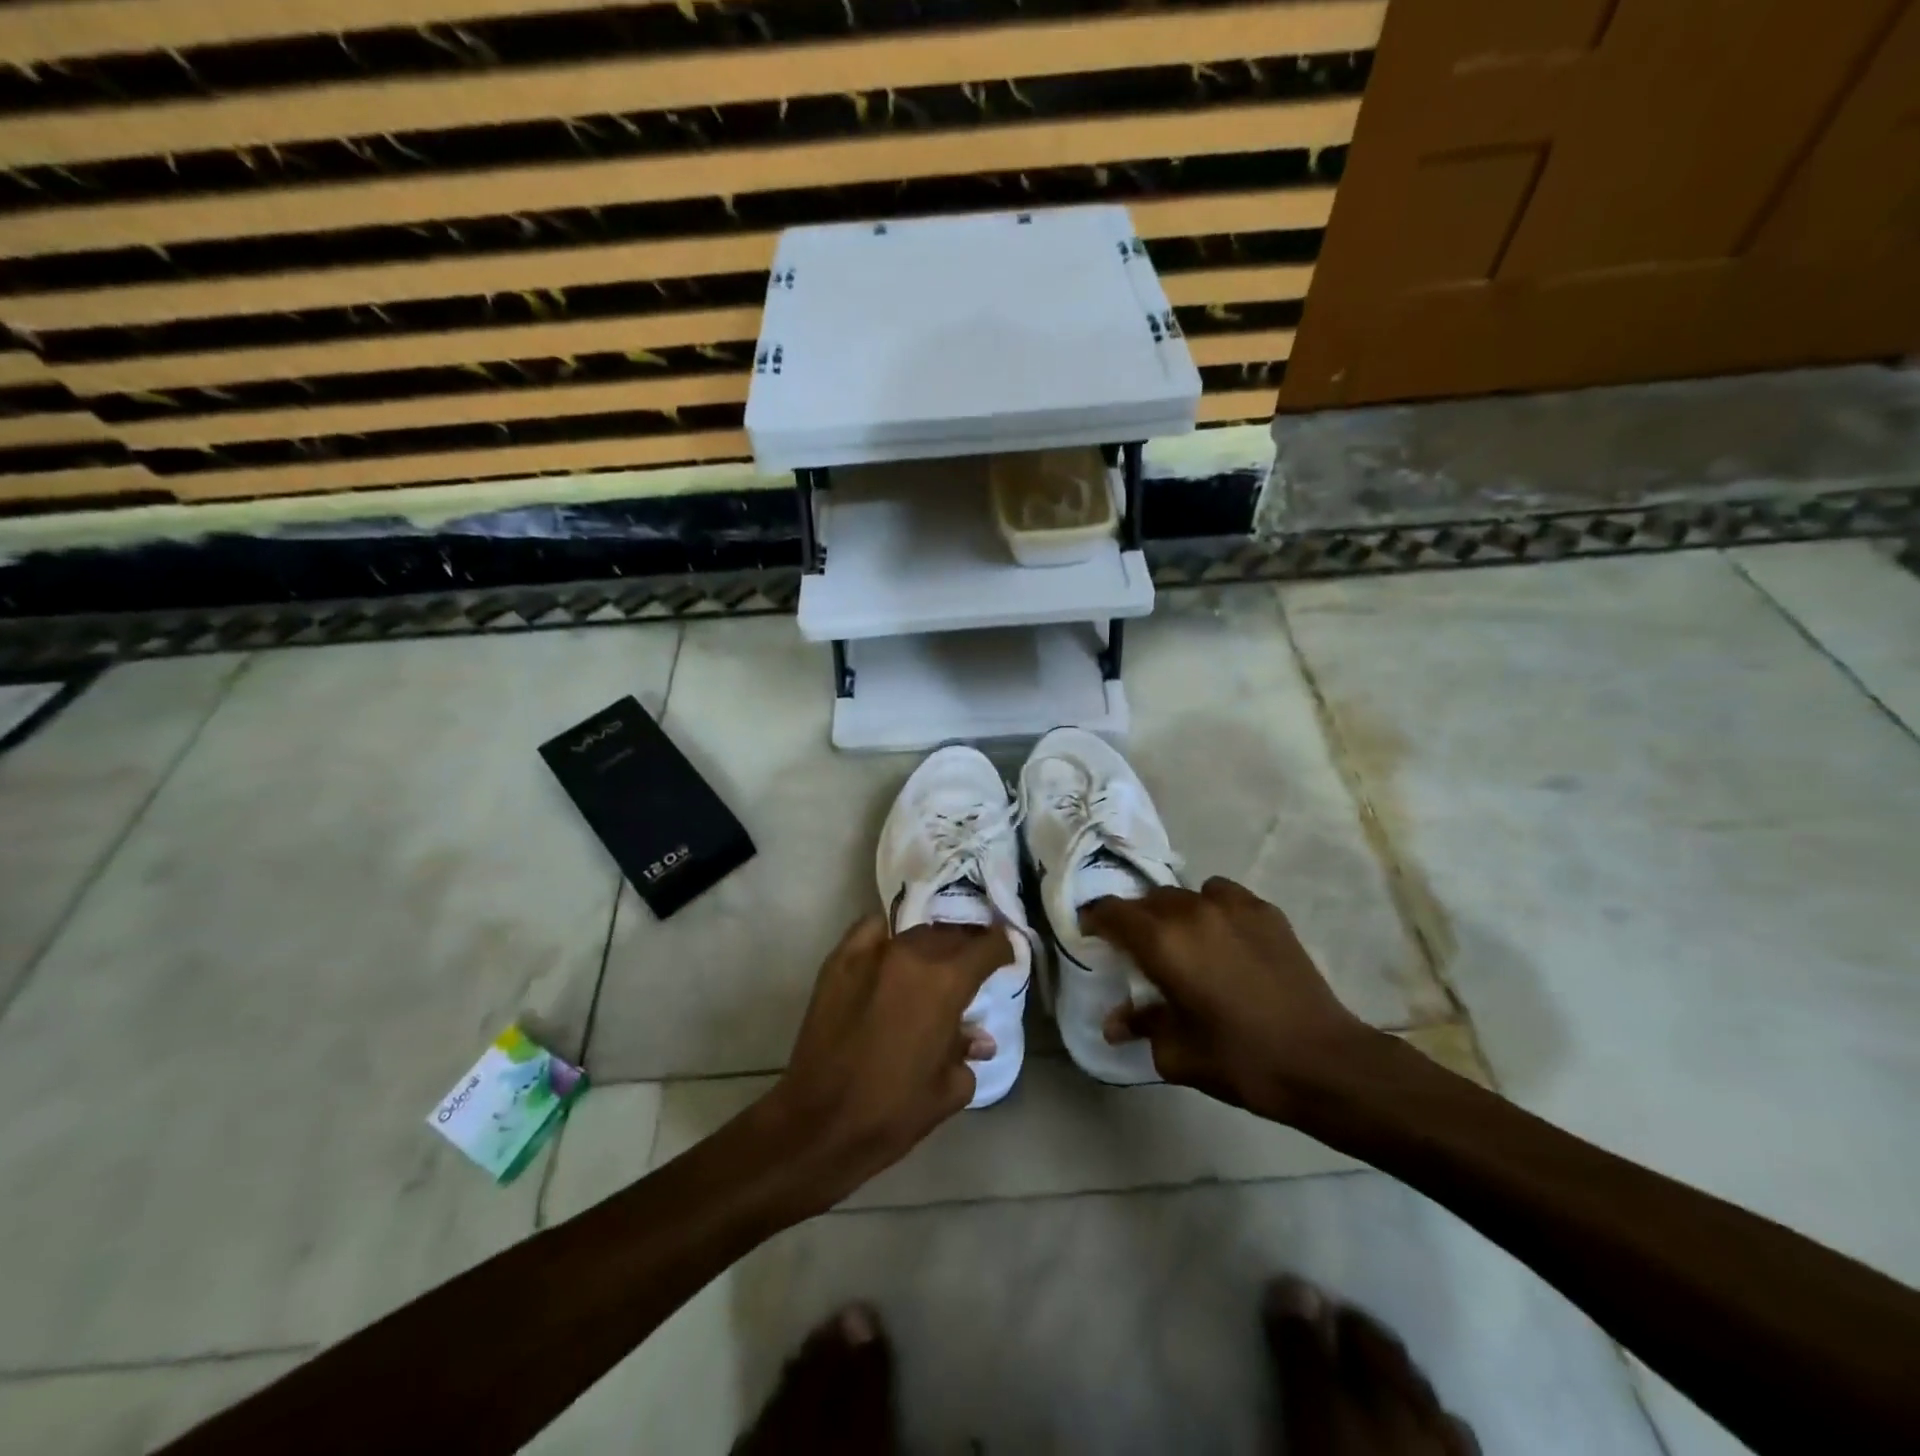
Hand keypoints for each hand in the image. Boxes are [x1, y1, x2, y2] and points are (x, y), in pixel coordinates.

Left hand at [762, 914, 1009, 1210]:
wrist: (820, 1123)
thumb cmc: (893, 1112)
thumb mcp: (949, 1089)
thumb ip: (967, 1050)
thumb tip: (977, 1037)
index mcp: (946, 983)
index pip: (987, 946)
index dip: (1002, 948)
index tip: (1006, 957)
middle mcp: (912, 955)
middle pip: (951, 933)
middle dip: (966, 946)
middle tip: (969, 965)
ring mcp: (872, 952)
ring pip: (914, 932)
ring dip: (930, 944)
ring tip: (931, 963)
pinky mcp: (840, 959)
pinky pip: (872, 930)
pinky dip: (888, 936)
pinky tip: (891, 954)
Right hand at [1082, 877, 1377, 1120]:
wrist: (1323, 1061)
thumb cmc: (1240, 1060)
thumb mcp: (1177, 1053)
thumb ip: (1141, 1026)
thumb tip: (1115, 1023)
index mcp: (1161, 941)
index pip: (1112, 912)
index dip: (1094, 919)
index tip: (1090, 933)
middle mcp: (1191, 911)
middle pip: (1147, 901)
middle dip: (1135, 920)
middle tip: (1137, 950)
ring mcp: (1232, 906)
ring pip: (1185, 895)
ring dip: (1174, 913)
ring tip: (1184, 942)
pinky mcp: (1265, 911)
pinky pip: (1222, 895)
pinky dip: (1212, 908)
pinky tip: (1223, 938)